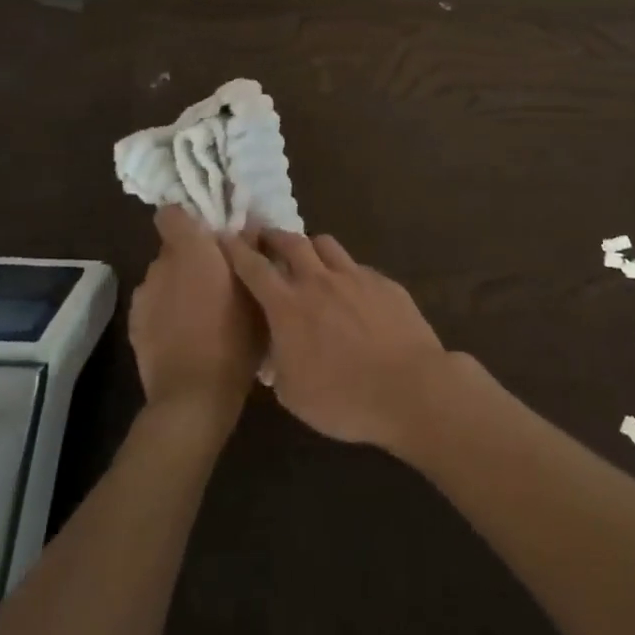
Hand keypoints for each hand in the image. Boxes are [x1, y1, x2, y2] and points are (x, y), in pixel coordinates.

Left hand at [129, 207, 264, 427]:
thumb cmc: (234, 338)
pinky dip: (168, 312)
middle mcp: (160, 266)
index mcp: (190, 251)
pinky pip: (155, 305)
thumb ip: (249, 253)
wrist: (193, 397)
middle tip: (219, 280)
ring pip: (164, 279)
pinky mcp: (135, 326)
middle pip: (173, 249)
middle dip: (192, 259)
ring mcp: (143, 297)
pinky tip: (187, 335)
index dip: (187, 220)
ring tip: (204, 312)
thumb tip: (248, 224)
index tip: (209, 236)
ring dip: (180, 286)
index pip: (171, 214)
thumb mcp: (256, 293)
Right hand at [219, 230, 454, 451]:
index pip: (254, 267)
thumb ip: (278, 361)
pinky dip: (343, 271)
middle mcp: (318, 281)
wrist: (410, 389)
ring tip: (307, 256)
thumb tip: (275, 347)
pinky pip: (355, 266)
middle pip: (290, 242)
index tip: (225, 236)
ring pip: (325, 244)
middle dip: (271, 235)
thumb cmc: (344, 399)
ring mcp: (354, 276)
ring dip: (309, 246)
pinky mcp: (383, 282)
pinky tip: (349, 290)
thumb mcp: (293, 393)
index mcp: (288, 306)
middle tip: (262, 234)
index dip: (236, 249)